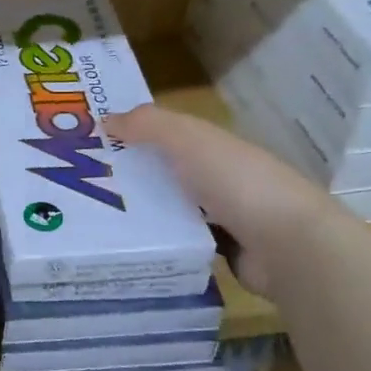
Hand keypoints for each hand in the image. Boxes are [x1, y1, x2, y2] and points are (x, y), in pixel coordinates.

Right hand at [104, 104, 345, 295]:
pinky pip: (182, 241)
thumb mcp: (188, 140)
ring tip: (97, 219)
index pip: (168, 136)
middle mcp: (220, 177)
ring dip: (144, 212)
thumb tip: (105, 118)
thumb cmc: (236, 182)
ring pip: (173, 209)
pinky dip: (162, 242)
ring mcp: (225, 217)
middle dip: (132, 177)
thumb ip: (148, 124)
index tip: (93, 144)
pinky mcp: (223, 252)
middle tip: (83, 186)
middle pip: (167, 173)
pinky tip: (131, 246)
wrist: (287, 245)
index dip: (133, 135)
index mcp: (215, 146)